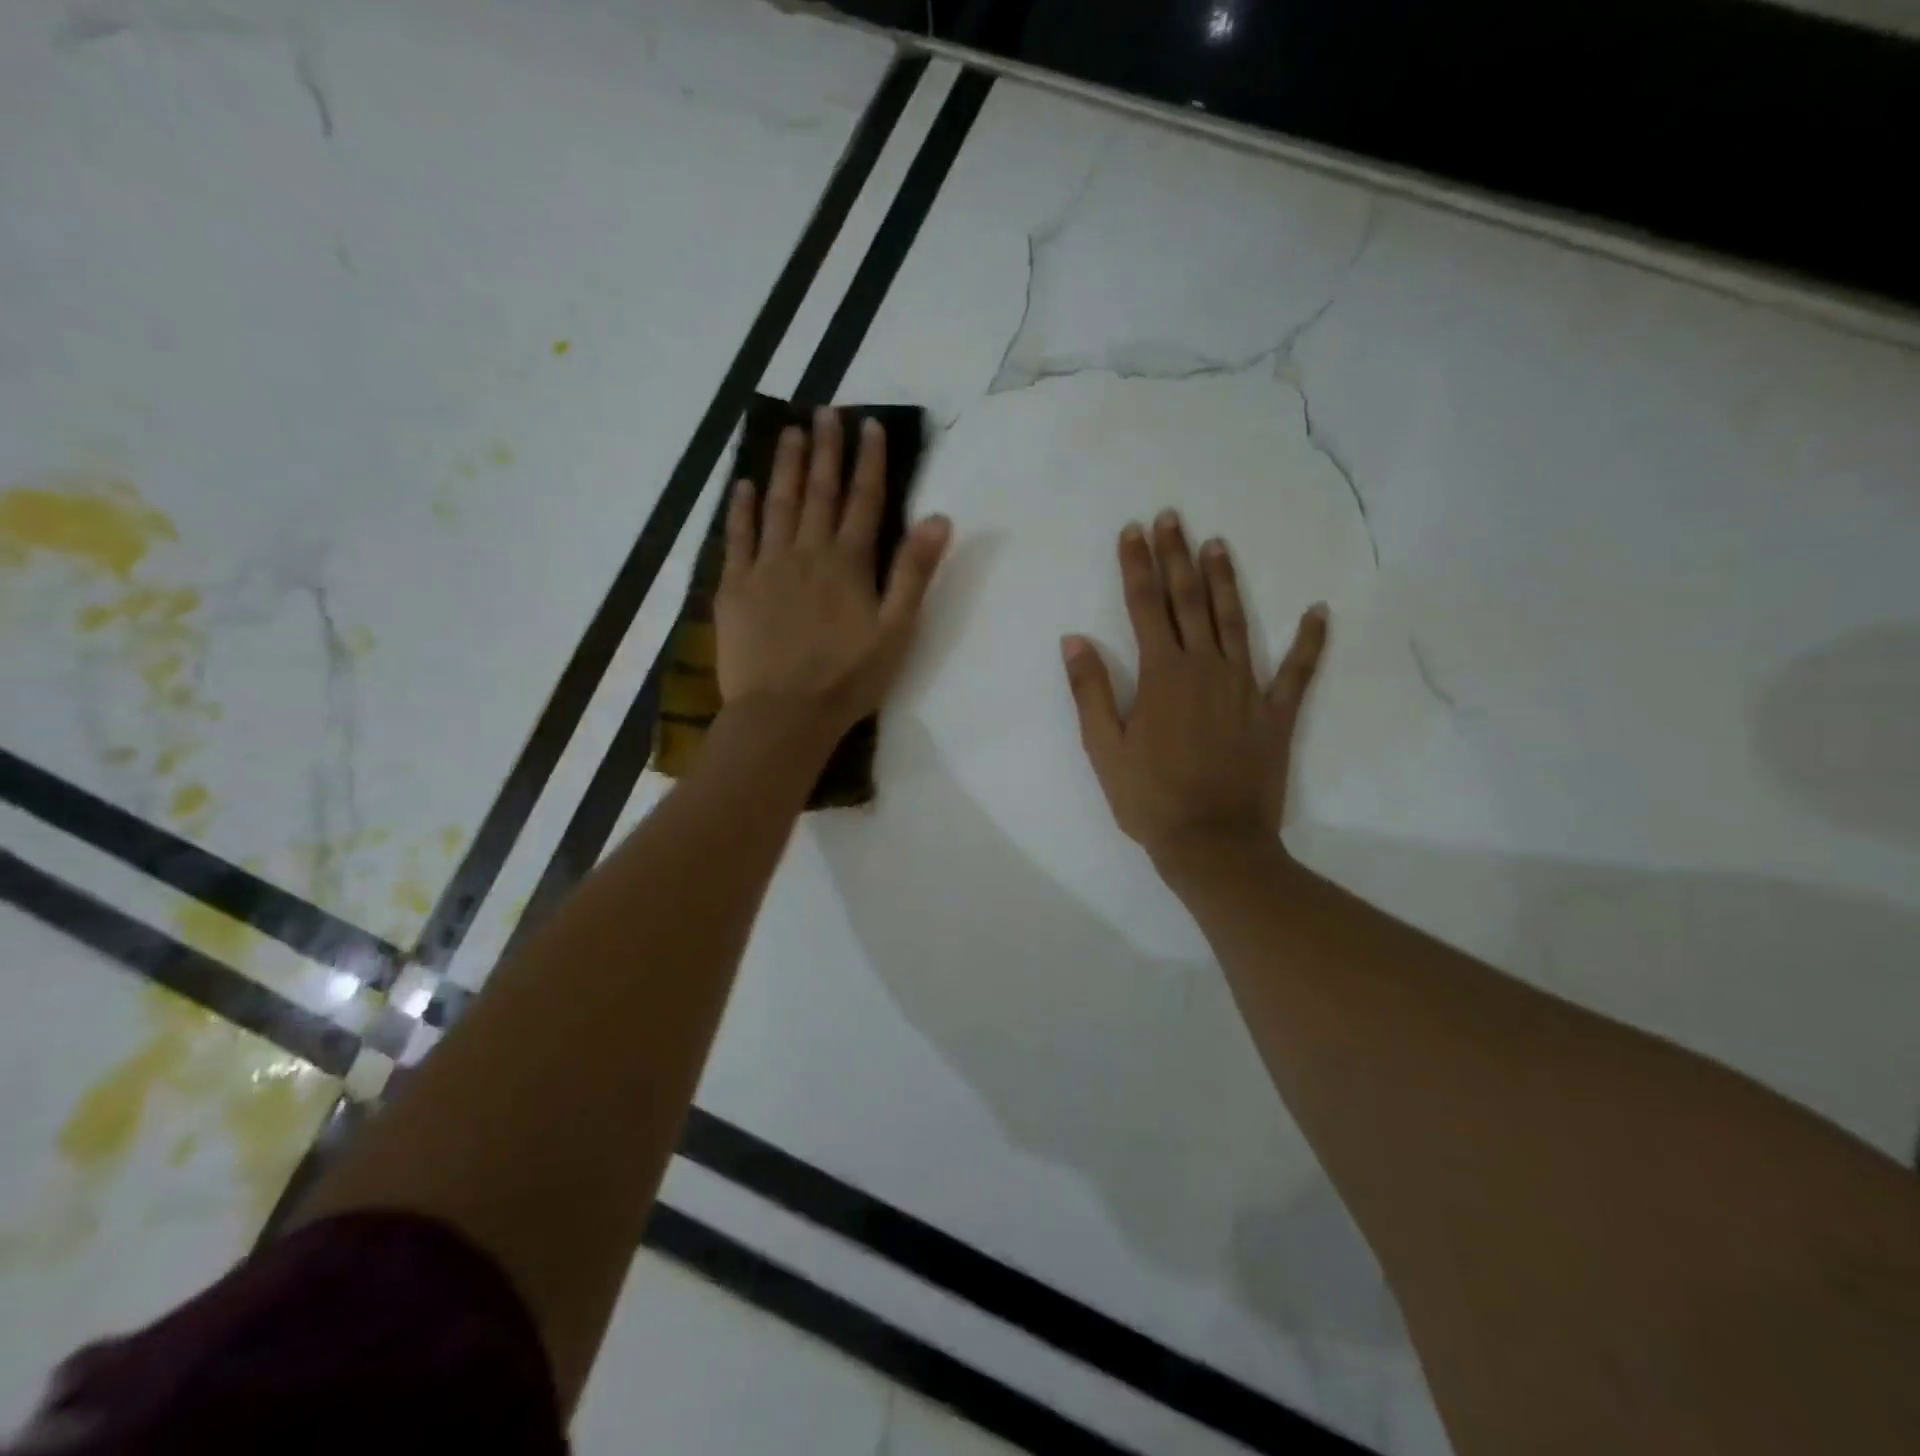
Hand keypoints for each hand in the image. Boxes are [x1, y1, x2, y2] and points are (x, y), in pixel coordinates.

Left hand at [716, 408, 951, 736]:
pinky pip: (737, 538)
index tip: (870, 424)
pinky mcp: (734, 588)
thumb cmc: (848, 679)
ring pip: (778, 505)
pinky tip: (745, 485)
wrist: (783, 714)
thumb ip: (914, 573)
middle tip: (826, 411)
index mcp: (848, 564)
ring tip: (790, 431)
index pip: (863, 501)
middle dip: (826, 450)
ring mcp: (765, 567)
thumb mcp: (896, 631)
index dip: (869, 461)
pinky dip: (742, 509)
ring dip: (786, 466)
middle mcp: (806, 553)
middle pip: (818, 493)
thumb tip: (939, 518)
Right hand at [1062, 511, 1326, 865]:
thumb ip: (1090, 690)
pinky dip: (1310, 640)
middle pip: (1189, 601)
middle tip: (1172, 518)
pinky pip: (1297, 671)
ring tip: (1217, 545)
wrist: (1213, 843)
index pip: (1145, 606)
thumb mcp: (1104, 748)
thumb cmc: (1149, 798)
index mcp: (1162, 675)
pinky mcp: (1275, 713)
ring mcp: (1246, 687)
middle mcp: (1206, 668)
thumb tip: (1075, 639)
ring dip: (1225, 581)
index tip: (1132, 531)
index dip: (1137, 566)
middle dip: (1177, 557)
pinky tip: (1317, 611)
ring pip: (1236, 621)